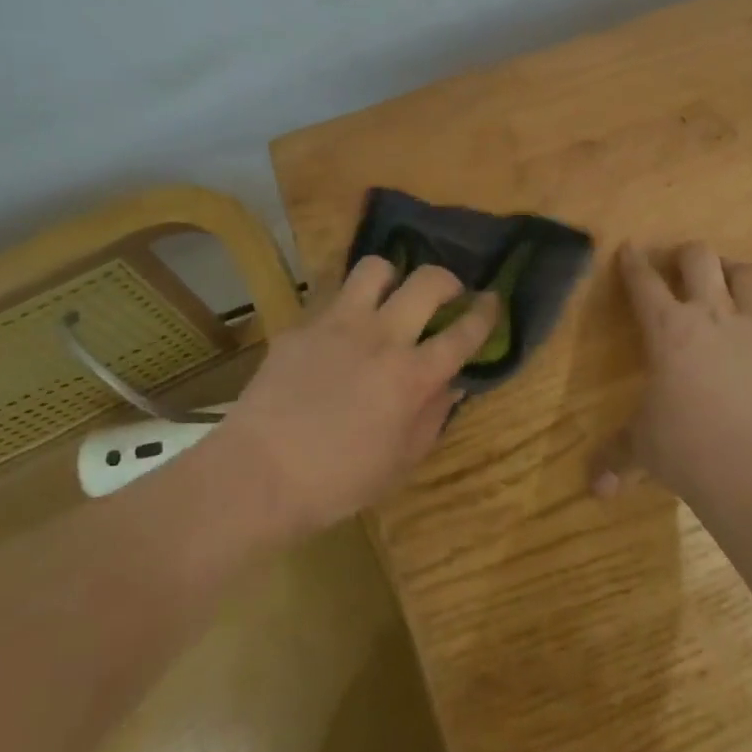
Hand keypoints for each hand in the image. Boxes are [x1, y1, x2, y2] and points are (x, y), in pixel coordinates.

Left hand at [210, 255, 497, 536]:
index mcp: (412, 376)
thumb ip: (433, 417)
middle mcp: (381, 337)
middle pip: (428, 281)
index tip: (493, 302)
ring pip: (376, 268)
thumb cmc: (337, 483)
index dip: (485, 314)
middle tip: (447, 294)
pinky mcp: (303, 324)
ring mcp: (338, 324)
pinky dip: (347, 306)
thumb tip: (451, 384)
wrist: (258, 474)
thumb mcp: (400, 463)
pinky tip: (340, 330)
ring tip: (390, 297)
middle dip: (447, 280)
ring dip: (392, 278)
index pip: (463, 333)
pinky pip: (332, 297)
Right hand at [592, 242, 751, 500]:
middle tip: (682, 266)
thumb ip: (619, 458)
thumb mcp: (643, 448)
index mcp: (666, 327)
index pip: (643, 280)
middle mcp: (711, 316)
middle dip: (687, 254)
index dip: (633, 261)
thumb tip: (596, 490)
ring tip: (728, 284)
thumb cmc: (685, 447)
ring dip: (733, 273)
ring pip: (747, 275)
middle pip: (699, 257)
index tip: (628, 248)